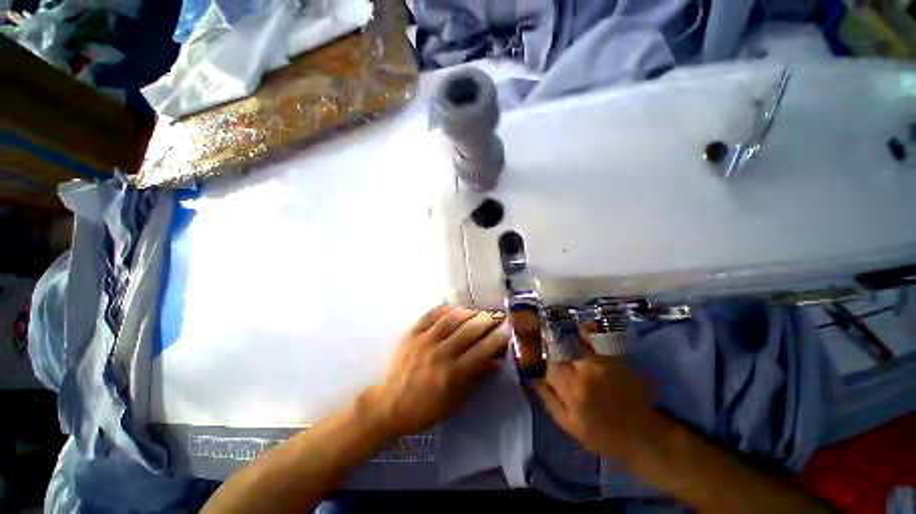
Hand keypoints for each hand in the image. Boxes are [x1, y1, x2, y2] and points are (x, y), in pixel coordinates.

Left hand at [367, 305, 508, 437]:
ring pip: (451, 319)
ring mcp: (424, 341)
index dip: (497, 337)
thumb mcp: (454, 400)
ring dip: (467, 312)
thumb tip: (495, 361)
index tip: (507, 328)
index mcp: (453, 373)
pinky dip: (444, 309)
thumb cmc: (425, 408)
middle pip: (469, 330)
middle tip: (494, 316)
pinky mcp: (411, 334)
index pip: (482, 350)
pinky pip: (430, 315)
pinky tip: (453, 308)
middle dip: (486, 320)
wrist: (389, 405)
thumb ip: (475, 378)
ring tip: (475, 311)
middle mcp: (440, 354)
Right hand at [532, 338, 667, 460]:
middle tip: (548, 346)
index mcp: (572, 389)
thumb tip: (532, 378)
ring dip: (566, 336)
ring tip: (562, 337)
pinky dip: (588, 331)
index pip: (549, 364)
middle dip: (552, 346)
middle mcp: (586, 370)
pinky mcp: (617, 357)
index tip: (543, 363)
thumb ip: (548, 399)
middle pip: (560, 347)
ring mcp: (603, 361)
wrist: (644, 435)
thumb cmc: (602, 435)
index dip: (544, 362)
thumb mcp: (569, 424)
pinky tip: (583, 330)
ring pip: (576, 339)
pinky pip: (598, 337)